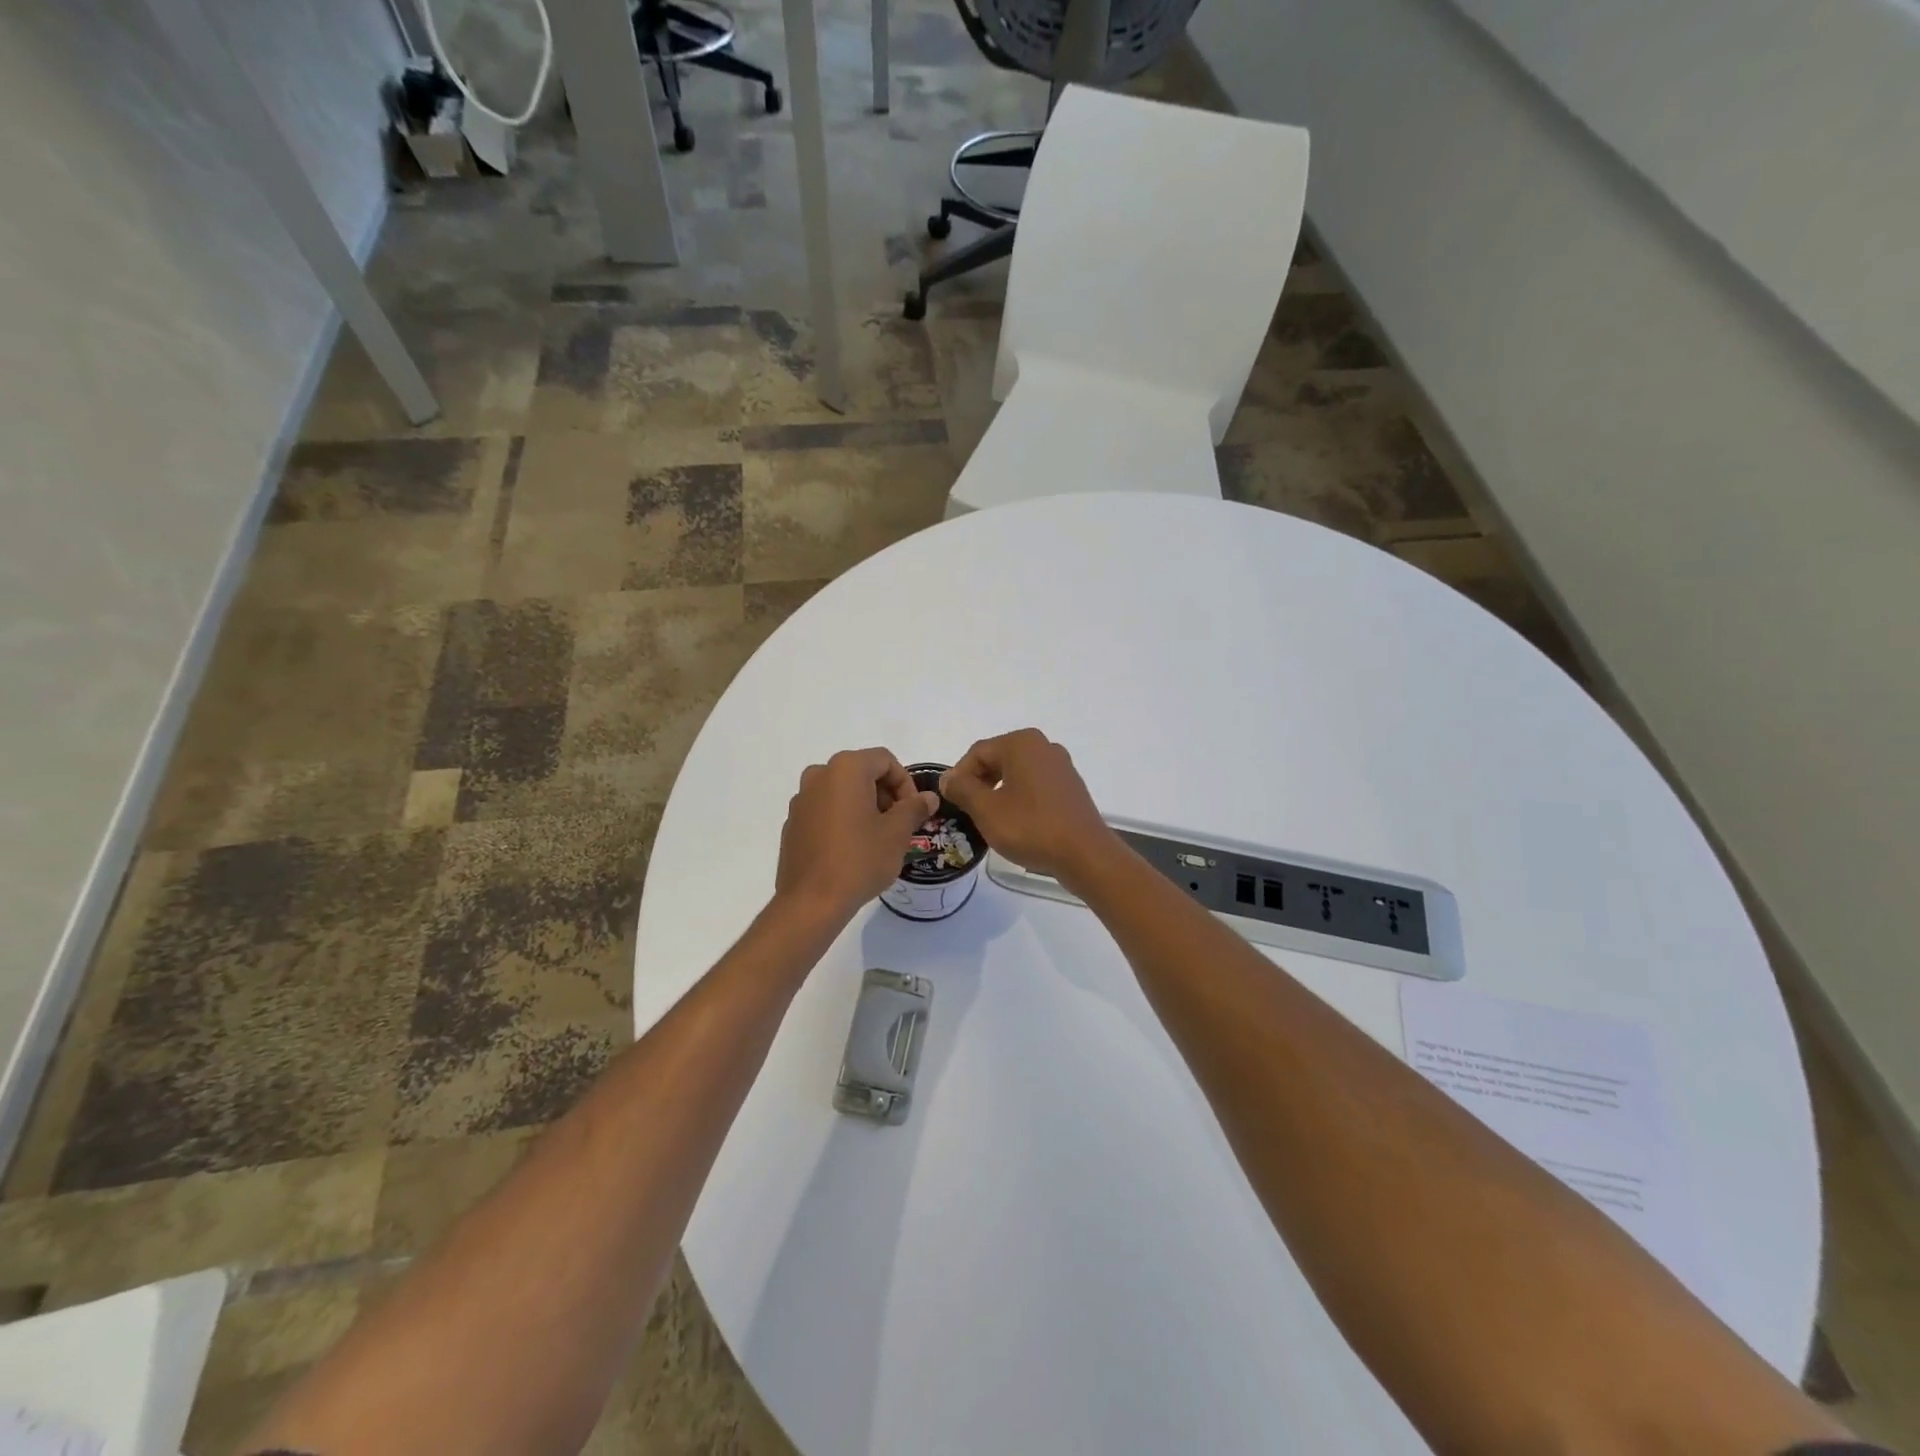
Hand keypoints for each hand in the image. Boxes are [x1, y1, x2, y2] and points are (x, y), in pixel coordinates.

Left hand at [775, 748, 940, 922]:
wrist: (811, 901)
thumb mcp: (897, 833)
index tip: (913, 811)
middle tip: (899, 824)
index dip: (906, 783)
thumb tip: (928, 797)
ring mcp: (801, 799)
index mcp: (846, 769)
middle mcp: (819, 775)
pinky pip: (825, 809)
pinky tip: (851, 849)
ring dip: (865, 806)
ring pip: (842, 791)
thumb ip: (914, 808)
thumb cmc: (860, 860)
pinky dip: (842, 819)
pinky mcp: (793, 823)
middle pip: (862, 772)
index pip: (885, 760)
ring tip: (877, 838)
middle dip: (885, 794)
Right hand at [939, 729, 1119, 886]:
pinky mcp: (1070, 786)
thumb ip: (962, 789)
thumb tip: (947, 777)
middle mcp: (1043, 746)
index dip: (959, 777)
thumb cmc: (1031, 827)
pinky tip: (1016, 823)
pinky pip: (1035, 785)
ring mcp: (1061, 766)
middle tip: (968, 811)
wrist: (1085, 854)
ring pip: (1016, 773)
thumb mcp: (986, 810)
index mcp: (1021, 743)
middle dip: (979, 783)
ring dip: (998, 792)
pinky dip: (1020, 798)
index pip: (977, 753)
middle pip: (997, 759)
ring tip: (989, 819)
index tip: (951, 802)